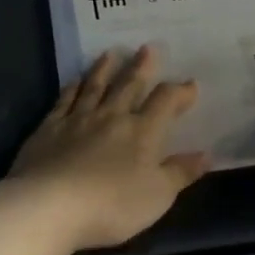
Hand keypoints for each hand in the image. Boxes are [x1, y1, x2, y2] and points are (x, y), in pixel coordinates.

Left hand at [9, 46, 211, 250]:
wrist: (50, 207)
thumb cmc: (112, 205)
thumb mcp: (158, 195)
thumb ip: (180, 173)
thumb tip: (205, 155)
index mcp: (142, 132)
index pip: (165, 103)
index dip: (180, 92)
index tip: (191, 85)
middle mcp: (111, 117)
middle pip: (129, 85)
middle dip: (142, 67)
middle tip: (148, 48)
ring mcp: (77, 120)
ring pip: (95, 87)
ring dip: (105, 69)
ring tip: (111, 53)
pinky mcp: (48, 129)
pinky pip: (64, 100)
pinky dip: (72, 88)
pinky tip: (75, 80)